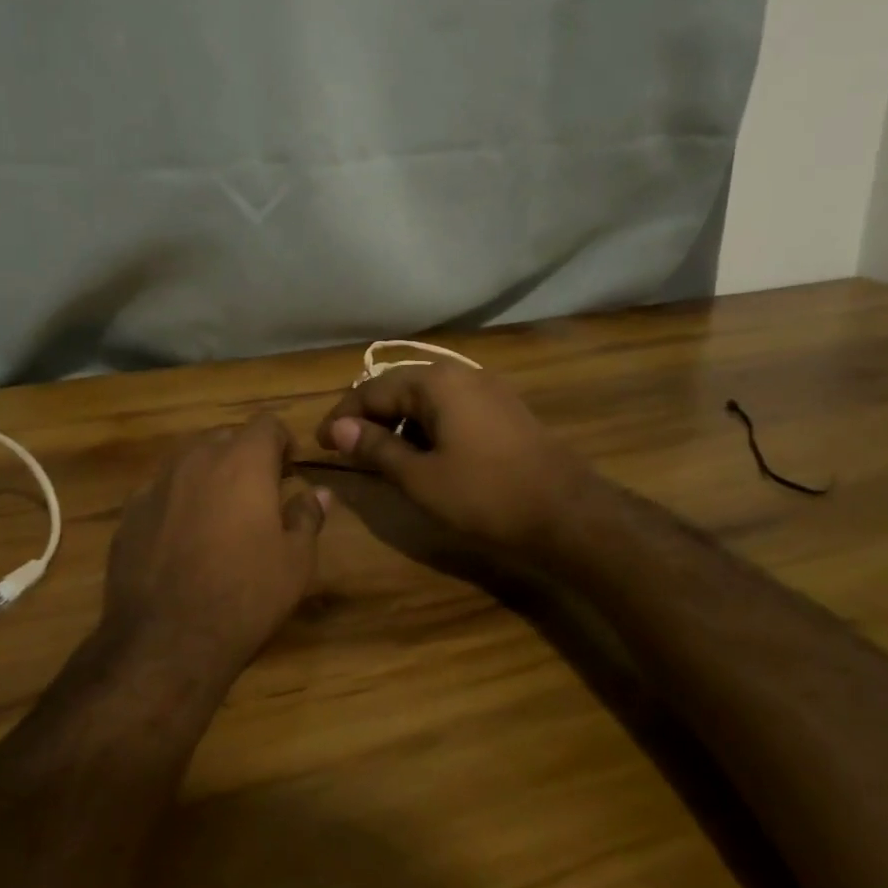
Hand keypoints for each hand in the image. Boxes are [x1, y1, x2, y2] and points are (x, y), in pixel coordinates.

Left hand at [101, 414, 328, 686]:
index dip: (282, 442)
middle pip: (226, 437)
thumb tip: (319, 492)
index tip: (288, 472)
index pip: (267, 423)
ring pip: (189, 461)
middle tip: (257, 495)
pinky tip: (181, 539)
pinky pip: (161, 491)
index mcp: (243, 461)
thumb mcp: (295, 562)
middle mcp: (197, 459)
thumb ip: (307, 516)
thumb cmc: (245, 596)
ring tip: (219, 516)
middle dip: (244, 457)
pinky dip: (176, 501)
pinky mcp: (129, 512)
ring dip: (208, 476)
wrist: (165, 641)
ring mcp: (157, 483)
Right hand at [315, 362, 592, 551]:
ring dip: (399, 424)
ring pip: (426, 399)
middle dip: (370, 418)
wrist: (568, 513)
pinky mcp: (504, 409)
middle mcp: (460, 373)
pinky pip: (451, 408)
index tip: (320, 444)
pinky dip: (428, 427)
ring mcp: (487, 389)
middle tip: (347, 450)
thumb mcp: (419, 477)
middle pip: (399, 389)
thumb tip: (336, 428)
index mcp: (435, 382)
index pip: (371, 390)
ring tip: (384, 457)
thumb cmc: (485, 495)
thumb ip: (375, 448)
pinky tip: (426, 456)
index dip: (341, 417)